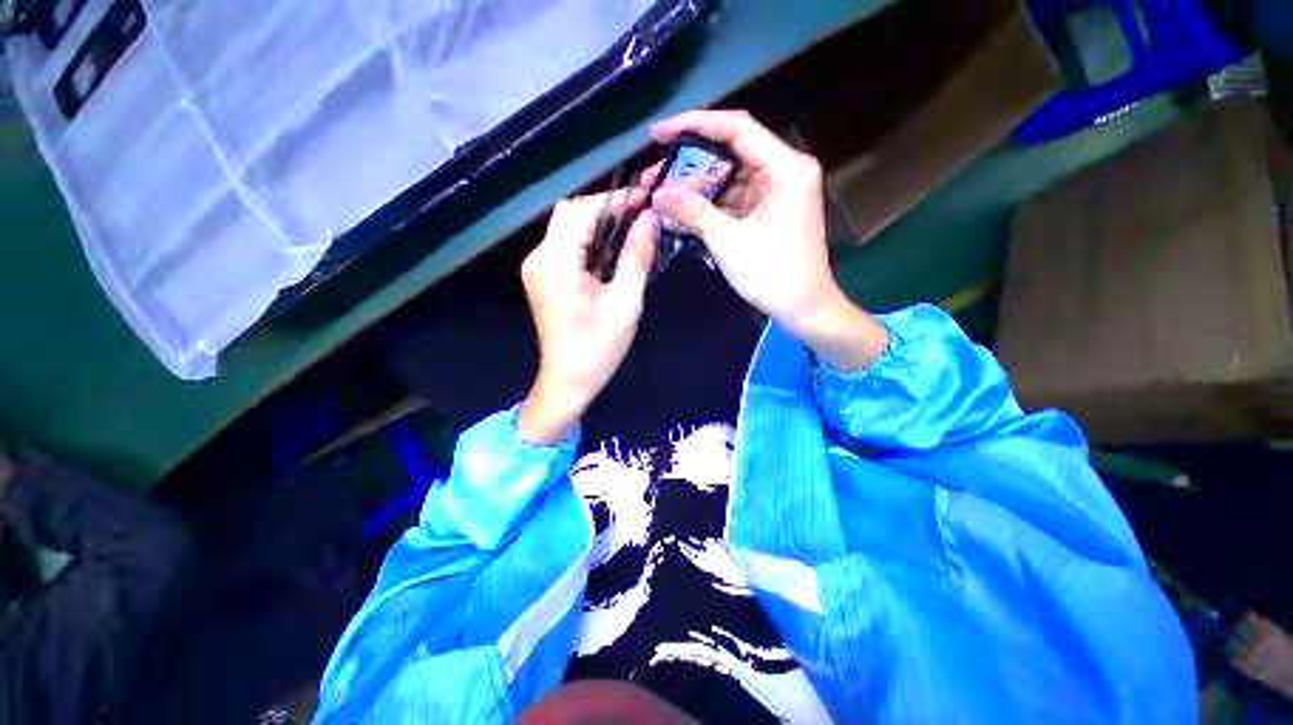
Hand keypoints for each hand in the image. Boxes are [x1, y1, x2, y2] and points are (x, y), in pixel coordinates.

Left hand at [518, 190, 659, 444]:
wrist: (568, 381)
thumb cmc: (599, 348)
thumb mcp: (625, 303)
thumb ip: (636, 256)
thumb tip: (650, 218)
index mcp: (556, 263)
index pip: (583, 211)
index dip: (616, 199)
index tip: (646, 197)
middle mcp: (539, 257)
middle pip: (570, 212)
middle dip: (606, 207)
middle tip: (641, 214)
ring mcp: (536, 267)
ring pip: (566, 226)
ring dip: (597, 222)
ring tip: (631, 228)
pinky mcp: (542, 276)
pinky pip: (564, 244)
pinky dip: (588, 239)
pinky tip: (611, 249)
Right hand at [650, 110, 887, 370]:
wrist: (802, 308)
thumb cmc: (773, 275)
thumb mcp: (730, 242)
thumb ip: (693, 213)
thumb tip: (657, 194)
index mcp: (785, 168)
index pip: (737, 129)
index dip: (695, 124)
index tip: (659, 132)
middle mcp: (783, 171)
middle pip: (730, 153)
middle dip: (690, 162)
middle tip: (655, 172)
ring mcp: (775, 192)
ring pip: (728, 178)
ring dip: (696, 187)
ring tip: (662, 194)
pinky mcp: (766, 211)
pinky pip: (733, 199)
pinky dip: (709, 205)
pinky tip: (682, 210)